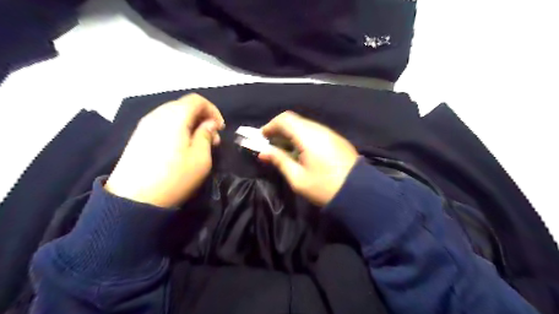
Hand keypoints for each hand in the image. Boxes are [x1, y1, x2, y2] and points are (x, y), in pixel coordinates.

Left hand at [106, 95, 223, 207]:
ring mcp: (145, 124)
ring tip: (198, 143)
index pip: (197, 100)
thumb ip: (206, 135)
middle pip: (184, 105)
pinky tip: (180, 146)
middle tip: (212, 138)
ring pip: (173, 114)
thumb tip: (209, 124)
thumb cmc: (174, 177)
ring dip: (190, 124)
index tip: (220, 128)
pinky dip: (177, 129)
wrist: (134, 199)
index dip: (213, 110)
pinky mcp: (138, 135)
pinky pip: (163, 123)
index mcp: (175, 116)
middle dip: (202, 118)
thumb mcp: (201, 158)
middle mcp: (158, 114)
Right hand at [259, 111, 357, 205]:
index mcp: (308, 136)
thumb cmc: (325, 187)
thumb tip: (263, 152)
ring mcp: (330, 133)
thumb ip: (280, 161)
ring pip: (305, 125)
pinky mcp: (337, 139)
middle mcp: (320, 129)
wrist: (359, 193)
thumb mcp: (298, 178)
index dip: (271, 125)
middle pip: (295, 120)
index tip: (262, 138)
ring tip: (284, 148)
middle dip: (280, 129)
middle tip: (271, 144)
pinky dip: (303, 136)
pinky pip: (315, 131)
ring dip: (292, 133)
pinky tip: (301, 150)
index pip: (285, 119)